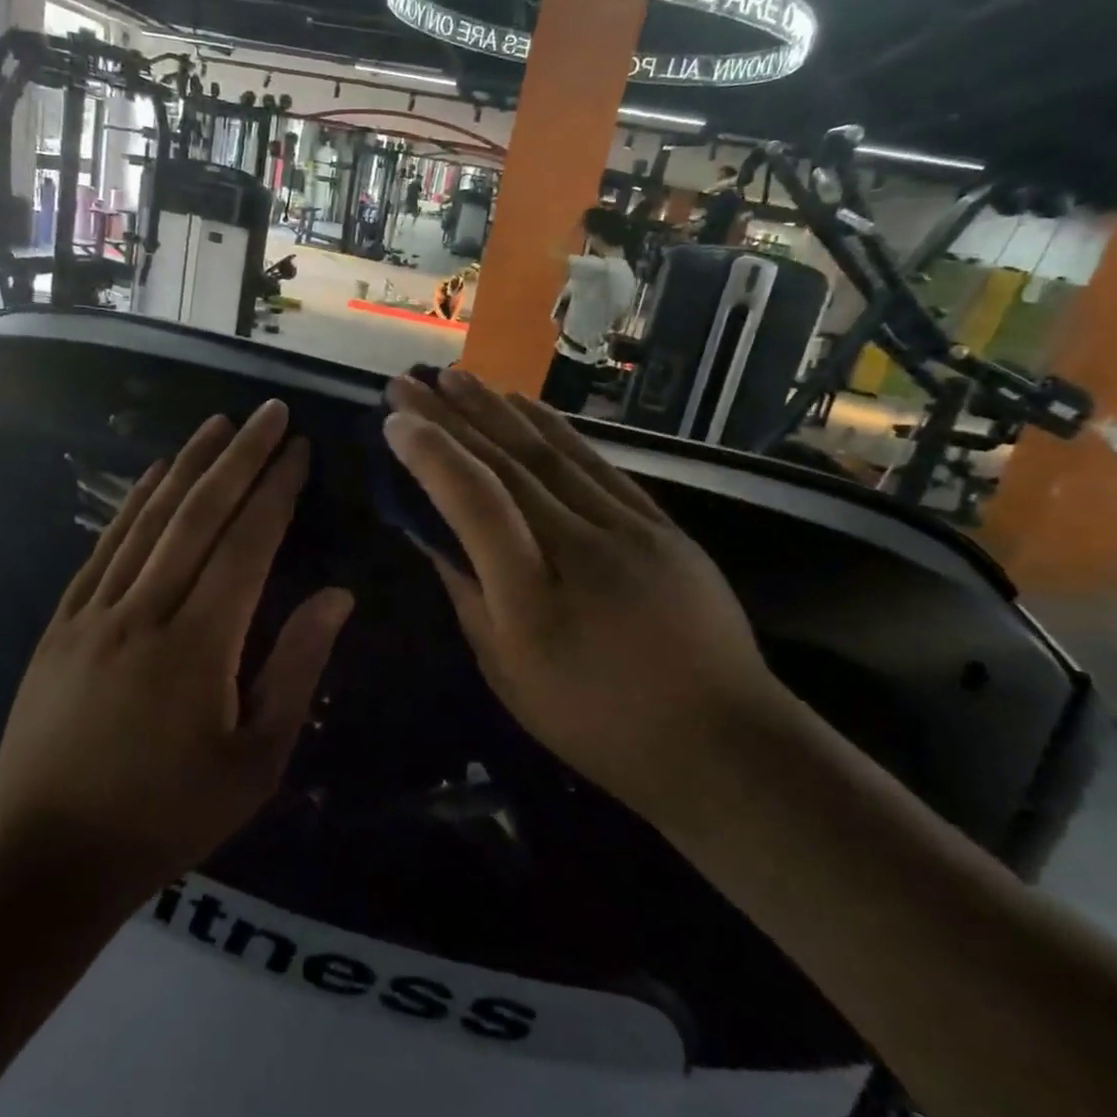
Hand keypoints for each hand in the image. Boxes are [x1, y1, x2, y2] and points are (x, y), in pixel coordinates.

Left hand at [0, 400, 352, 891]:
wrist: (46, 855)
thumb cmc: (167, 815)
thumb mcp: (256, 761)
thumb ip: (296, 668)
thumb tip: (338, 596)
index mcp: (200, 643)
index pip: (248, 544)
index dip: (277, 490)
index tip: (300, 449)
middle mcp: (146, 610)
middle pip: (199, 515)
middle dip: (240, 456)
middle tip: (269, 412)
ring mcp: (96, 611)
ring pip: (150, 519)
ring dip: (188, 464)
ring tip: (218, 422)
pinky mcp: (63, 622)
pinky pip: (104, 546)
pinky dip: (132, 502)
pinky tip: (152, 475)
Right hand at [383, 368, 788, 827]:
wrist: (720, 740)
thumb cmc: (596, 723)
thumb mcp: (508, 673)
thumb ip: (466, 593)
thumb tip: (429, 530)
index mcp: (533, 602)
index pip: (476, 505)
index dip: (432, 456)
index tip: (395, 422)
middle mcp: (581, 551)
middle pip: (507, 467)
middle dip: (450, 417)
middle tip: (409, 382)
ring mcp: (629, 531)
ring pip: (550, 454)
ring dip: (496, 409)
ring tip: (454, 376)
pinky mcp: (659, 524)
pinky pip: (596, 462)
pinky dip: (554, 427)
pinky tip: (522, 403)